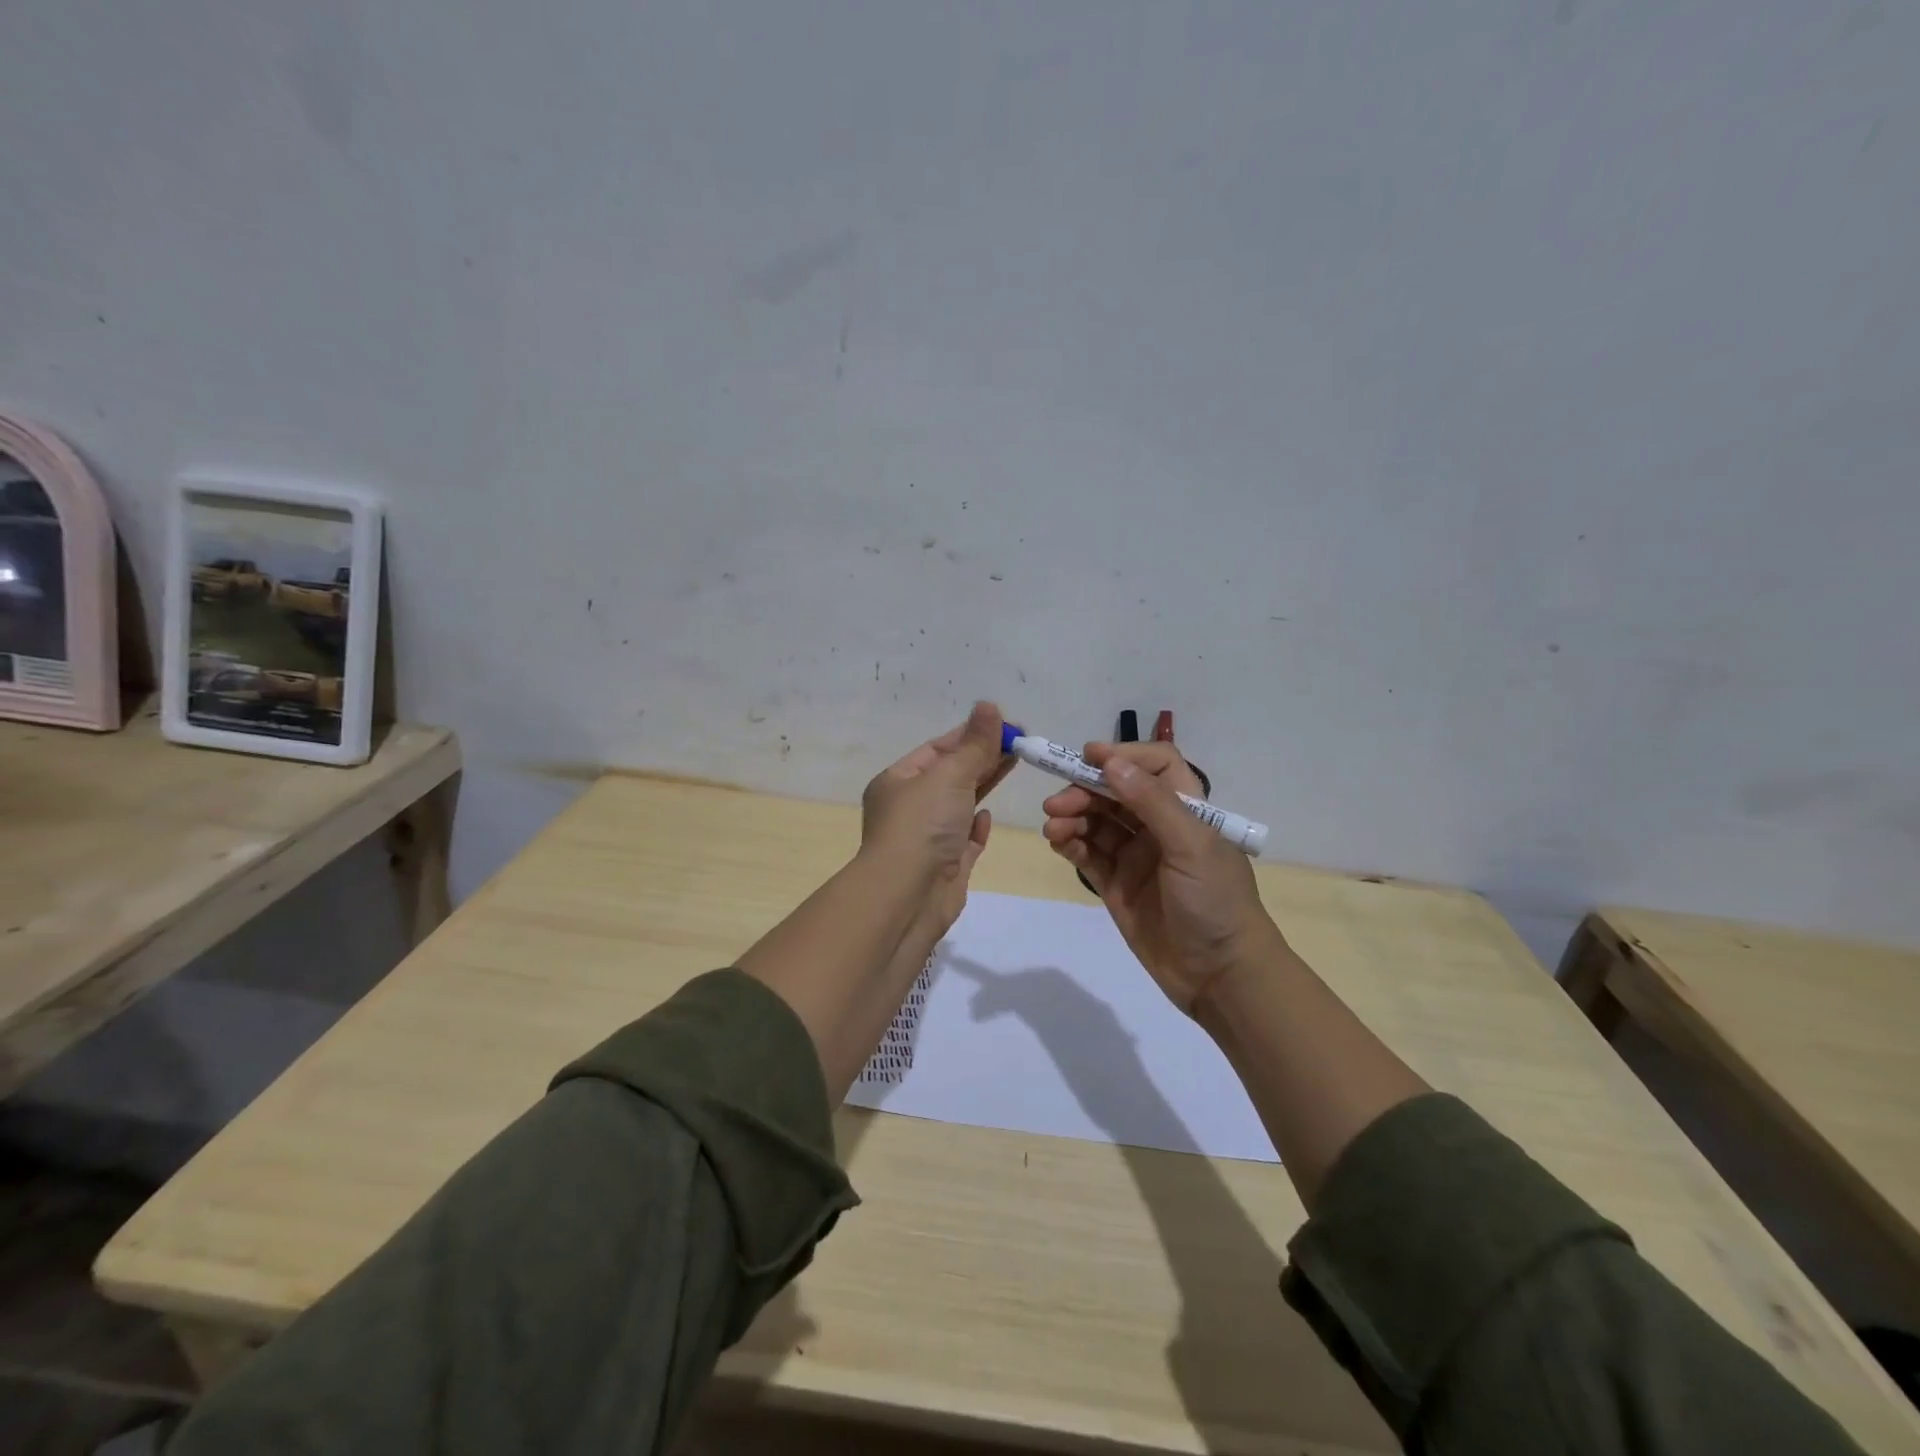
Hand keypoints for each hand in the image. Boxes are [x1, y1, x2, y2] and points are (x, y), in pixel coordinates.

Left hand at [860, 701, 1013, 932]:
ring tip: (1015, 764)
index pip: (938, 748)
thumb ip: (975, 744)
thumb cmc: (922, 826)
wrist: (907, 898)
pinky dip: (975, 827)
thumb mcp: (950, 775)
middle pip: (951, 774)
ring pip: (960, 805)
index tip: (1008, 725)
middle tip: (1022, 742)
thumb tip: (989, 705)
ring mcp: (927, 839)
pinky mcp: (945, 866)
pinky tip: (986, 818)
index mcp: (898, 781)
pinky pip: (963, 840)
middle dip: (984, 757)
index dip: (972, 734)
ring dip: (984, 785)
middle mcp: (909, 808)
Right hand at [1041, 742, 1274, 1015]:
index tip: (1088, 756)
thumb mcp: (1191, 846)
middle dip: (1085, 790)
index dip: (1123, 755)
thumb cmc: (1216, 902)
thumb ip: (1151, 801)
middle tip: (1056, 804)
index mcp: (1187, 810)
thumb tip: (1111, 761)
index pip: (1154, 766)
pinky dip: (1070, 843)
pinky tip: (1057, 841)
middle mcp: (1159, 827)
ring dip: (1072, 817)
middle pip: (1115, 792)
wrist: (1220, 977)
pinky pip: (1088, 854)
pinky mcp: (1116, 885)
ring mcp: (1136, 857)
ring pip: (1097, 822)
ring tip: (1052, 827)